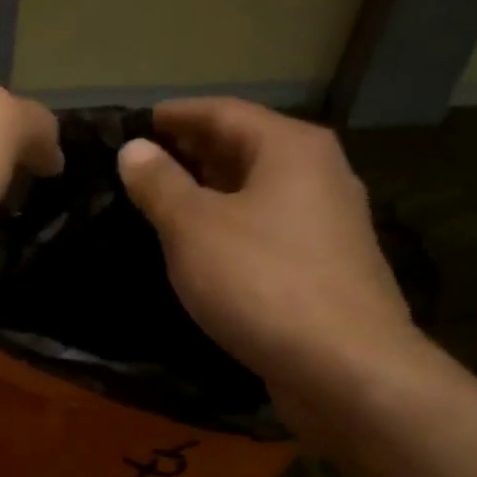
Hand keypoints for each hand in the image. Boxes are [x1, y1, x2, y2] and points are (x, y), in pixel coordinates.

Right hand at [118, 98, 428, 431]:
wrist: (343, 365)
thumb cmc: (261, 282)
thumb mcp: (193, 229)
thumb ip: (160, 186)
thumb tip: (134, 149)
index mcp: (291, 149)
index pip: (225, 112)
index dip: (178, 115)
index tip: (140, 121)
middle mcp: (320, 174)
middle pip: (248, 148)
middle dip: (196, 151)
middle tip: (148, 162)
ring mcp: (330, 223)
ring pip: (261, 191)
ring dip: (215, 191)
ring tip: (171, 202)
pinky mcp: (329, 267)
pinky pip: (271, 229)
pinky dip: (235, 226)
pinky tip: (210, 249)